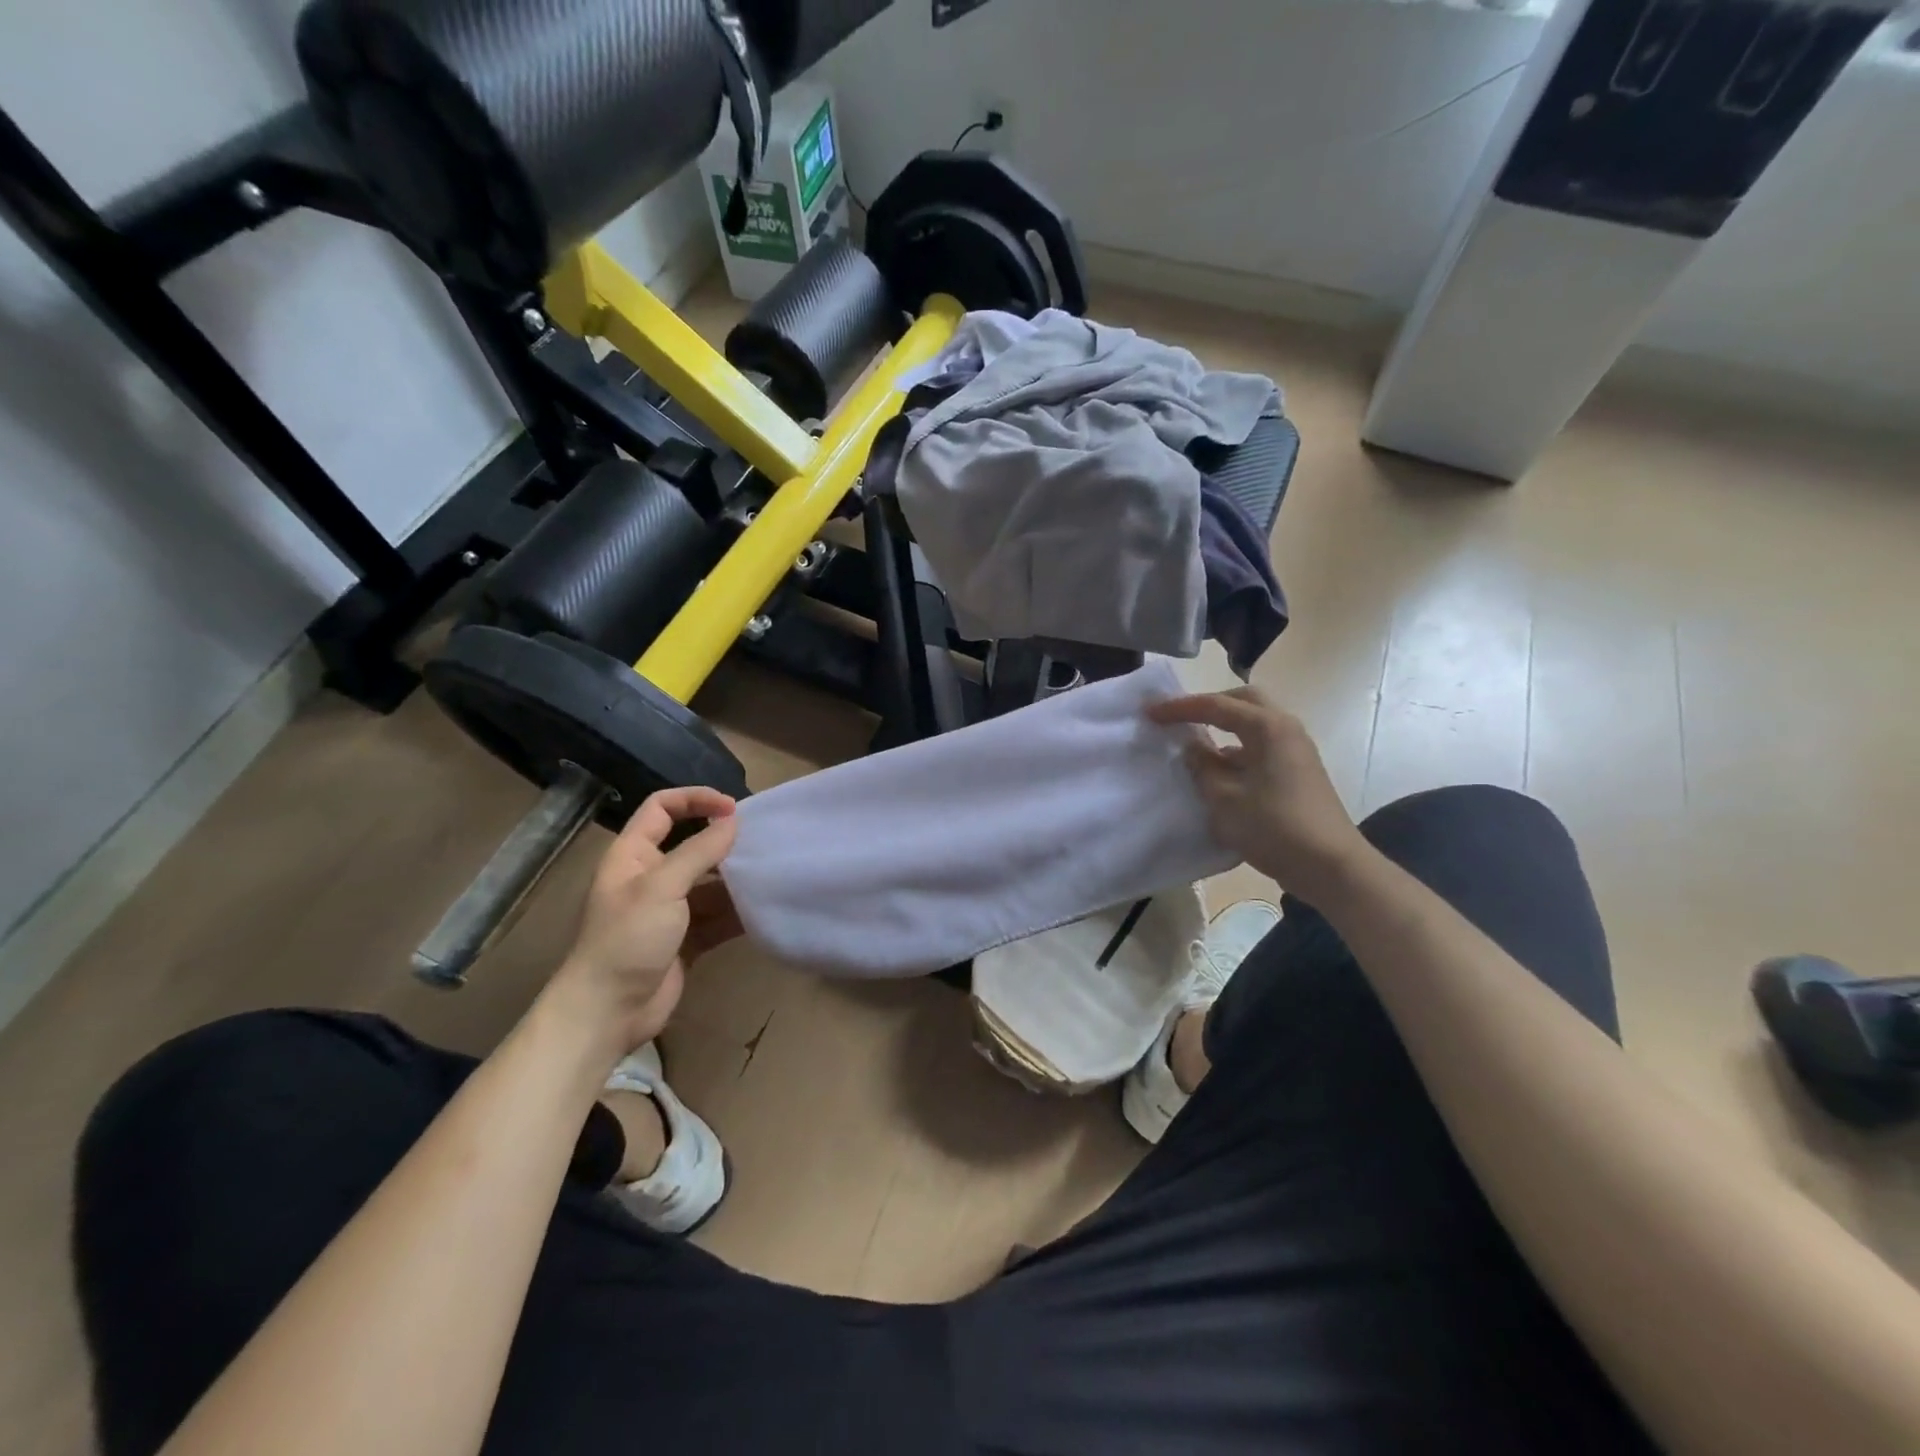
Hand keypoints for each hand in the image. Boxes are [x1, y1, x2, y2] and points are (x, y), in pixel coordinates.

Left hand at [548, 787, 738, 1056]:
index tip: (733, 808)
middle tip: (761, 841)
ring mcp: (669, 910)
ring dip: (736, 879)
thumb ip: (699, 851)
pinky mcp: (686, 939)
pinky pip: (717, 916)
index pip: (662, 808)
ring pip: (709, 882)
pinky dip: (738, 912)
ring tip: (770, 874)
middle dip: (724, 842)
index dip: (695, 799)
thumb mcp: (662, 887)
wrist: (607, 1013)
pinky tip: (763, 909)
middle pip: (691, 844)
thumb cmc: (627, 940)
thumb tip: (733, 820)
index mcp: (633, 855)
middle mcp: (651, 877)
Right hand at [1149, 687, 1369, 904]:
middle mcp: (1285, 729)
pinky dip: (1237, 750)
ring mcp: (1296, 750)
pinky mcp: (1299, 771)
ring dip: (1224, 728)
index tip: (1150, 712)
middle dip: (1209, 705)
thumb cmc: (1275, 827)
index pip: (1216, 706)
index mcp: (1267, 728)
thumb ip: (1202, 767)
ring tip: (1194, 745)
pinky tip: (1219, 771)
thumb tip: (1192, 747)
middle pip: (1244, 702)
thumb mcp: (1225, 799)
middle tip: (1180, 717)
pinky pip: (1261, 747)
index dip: (1179, 708)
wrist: (1331, 866)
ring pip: (1254, 725)